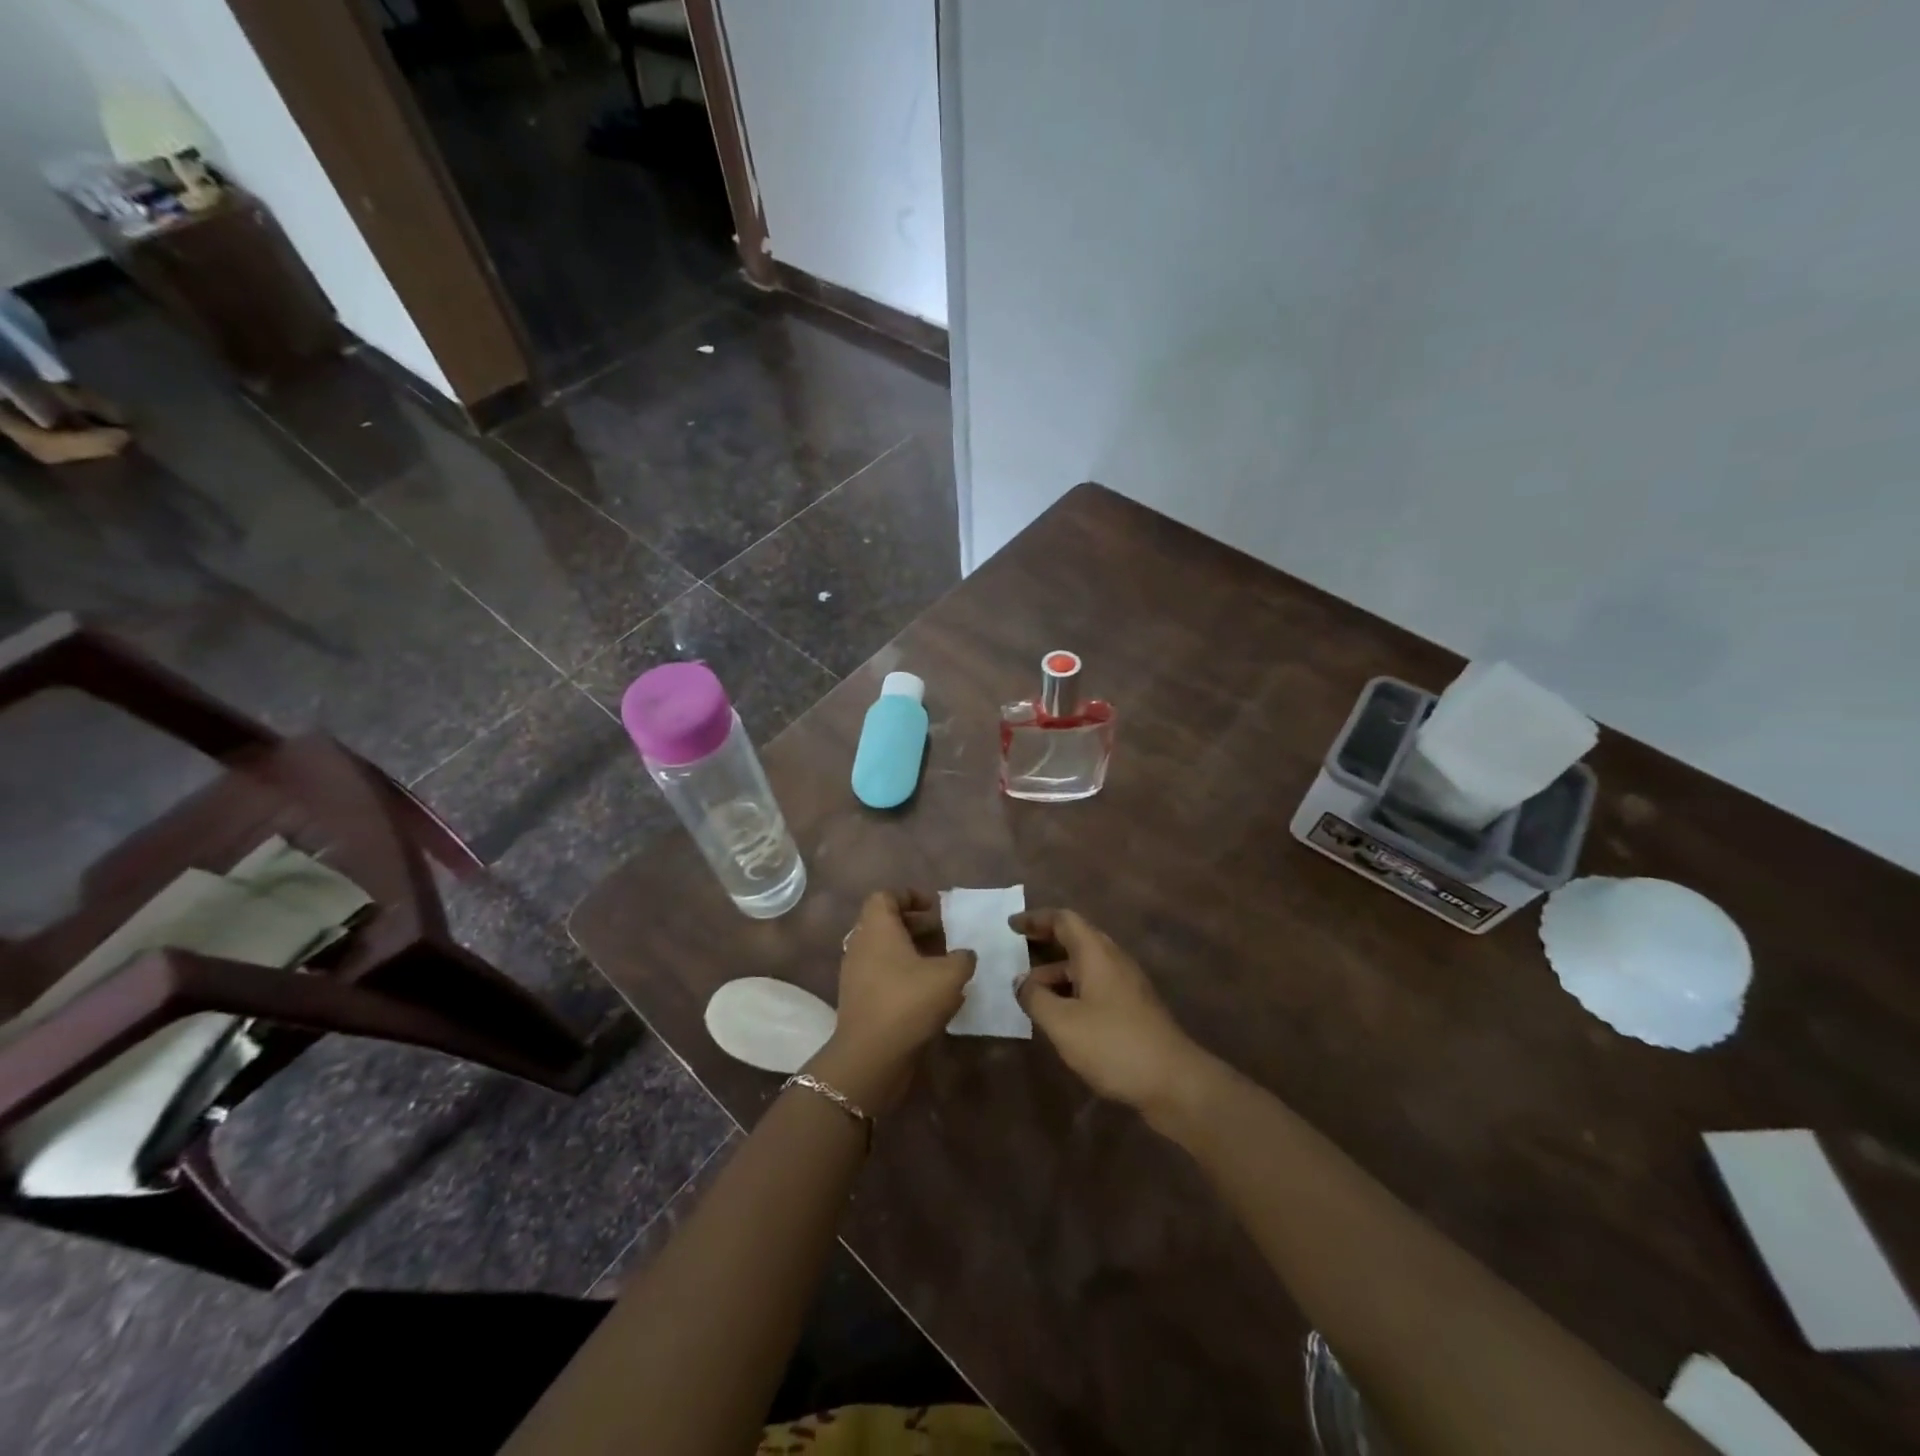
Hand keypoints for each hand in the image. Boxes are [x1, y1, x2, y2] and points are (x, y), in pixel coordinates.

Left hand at [809, 890, 973, 1112]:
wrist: (871, 1056)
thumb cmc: (908, 1002)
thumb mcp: (949, 975)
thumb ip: (962, 958)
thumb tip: (964, 955)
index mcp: (877, 928)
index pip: (885, 896)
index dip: (910, 896)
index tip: (935, 906)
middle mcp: (861, 944)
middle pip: (886, 923)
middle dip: (916, 925)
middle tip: (945, 934)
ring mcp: (856, 974)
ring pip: (885, 951)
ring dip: (912, 952)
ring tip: (943, 964)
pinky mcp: (859, 1000)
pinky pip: (883, 975)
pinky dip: (905, 975)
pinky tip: (931, 993)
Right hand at [1013, 909, 1210, 1121]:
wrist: (1174, 1082)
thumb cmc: (1113, 1044)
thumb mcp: (1063, 1023)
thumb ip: (1035, 998)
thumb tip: (1021, 982)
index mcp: (1096, 954)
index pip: (1064, 920)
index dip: (1036, 919)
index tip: (1011, 926)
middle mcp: (1113, 961)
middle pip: (1076, 940)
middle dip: (1044, 943)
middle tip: (1016, 952)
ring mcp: (1126, 985)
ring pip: (1085, 967)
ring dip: (1056, 973)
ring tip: (1029, 993)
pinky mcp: (1133, 1009)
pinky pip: (1095, 987)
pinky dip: (1072, 991)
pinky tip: (1059, 1016)